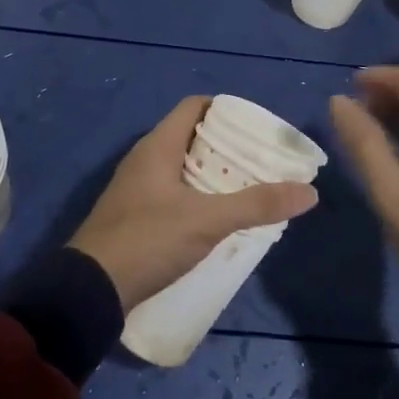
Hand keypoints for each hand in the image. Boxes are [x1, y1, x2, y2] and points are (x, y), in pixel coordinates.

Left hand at [69, 96, 318, 311]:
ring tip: (250, 187)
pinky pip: (174, 193)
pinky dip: (199, 196)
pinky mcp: (135, 216)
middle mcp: (145, 159)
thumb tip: (309, 191)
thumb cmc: (148, 240)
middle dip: (228, 146)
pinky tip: (220, 217)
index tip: (257, 127)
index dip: (226, 110)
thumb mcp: (208, 221)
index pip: (195, 106)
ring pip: (184, 167)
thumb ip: (257, 204)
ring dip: (215, 173)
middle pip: (193, 137)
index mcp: (158, 146)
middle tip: (262, 160)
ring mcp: (137, 189)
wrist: (89, 291)